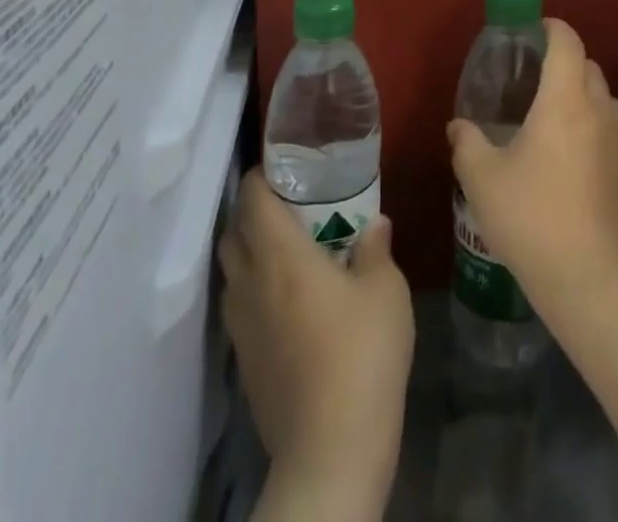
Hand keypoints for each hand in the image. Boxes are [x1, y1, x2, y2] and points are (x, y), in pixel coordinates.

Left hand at [219, 174, 413, 517]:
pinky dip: (255, 292)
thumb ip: (375, 248)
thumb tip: (375, 223)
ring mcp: (241, 328)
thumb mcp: (384, 290)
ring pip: (232, 273)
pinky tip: (289, 303)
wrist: (331, 450)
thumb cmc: (361, 352)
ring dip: (250, 254)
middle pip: (233, 233)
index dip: (261, 176)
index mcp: (280, 254)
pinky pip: (240, 309)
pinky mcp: (245, 364)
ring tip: (287, 252)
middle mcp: (250, 283)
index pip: (252, 198)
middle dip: (253, 213)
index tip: (284, 167)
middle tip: (289, 206)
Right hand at [447, 18, 617, 321]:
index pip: (566, 40)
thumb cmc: (535, 219)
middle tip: (529, 76)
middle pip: (585, 64)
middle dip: (561, 60)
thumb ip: (467, 144)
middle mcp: (599, 108)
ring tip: (545, 117)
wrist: (599, 284)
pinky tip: (565, 157)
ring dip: (577, 94)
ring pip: (600, 96)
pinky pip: (608, 127)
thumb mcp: (484, 180)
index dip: (550, 26)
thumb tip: (458, 126)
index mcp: (565, 98)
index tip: (530, 29)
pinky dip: (588, 124)